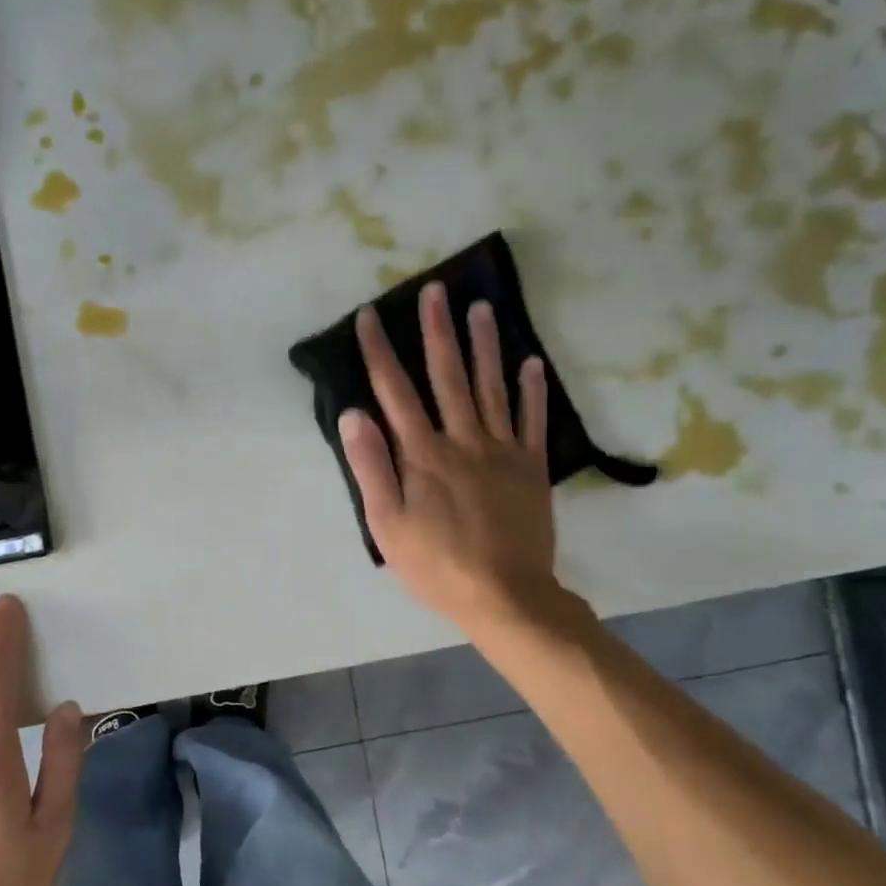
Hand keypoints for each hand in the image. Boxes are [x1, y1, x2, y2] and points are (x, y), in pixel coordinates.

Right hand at [339, 283, 570, 638]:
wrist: (505, 595)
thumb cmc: (435, 565)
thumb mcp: (387, 524)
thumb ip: (371, 467)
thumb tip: (354, 414)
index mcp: (422, 456)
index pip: (395, 393)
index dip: (380, 353)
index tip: (370, 317)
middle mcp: (462, 441)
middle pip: (447, 377)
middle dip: (436, 331)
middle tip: (435, 290)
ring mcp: (501, 451)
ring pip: (491, 387)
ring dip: (484, 345)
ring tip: (480, 308)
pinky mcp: (531, 467)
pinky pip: (531, 420)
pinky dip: (531, 389)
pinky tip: (530, 362)